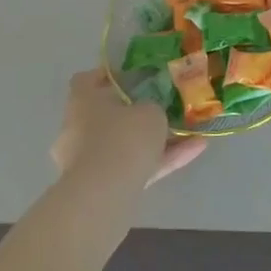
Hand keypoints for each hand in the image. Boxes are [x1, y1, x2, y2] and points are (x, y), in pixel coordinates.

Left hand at [52, 70, 205, 189]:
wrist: (106, 194)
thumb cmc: (124, 137)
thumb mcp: (150, 111)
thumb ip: (150, 108)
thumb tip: (147, 112)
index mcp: (82, 102)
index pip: (86, 80)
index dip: (107, 76)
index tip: (131, 77)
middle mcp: (76, 129)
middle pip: (106, 116)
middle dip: (133, 115)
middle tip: (161, 109)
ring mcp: (85, 162)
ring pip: (123, 146)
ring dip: (153, 142)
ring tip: (191, 135)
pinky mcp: (99, 188)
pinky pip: (132, 168)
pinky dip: (159, 162)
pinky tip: (193, 152)